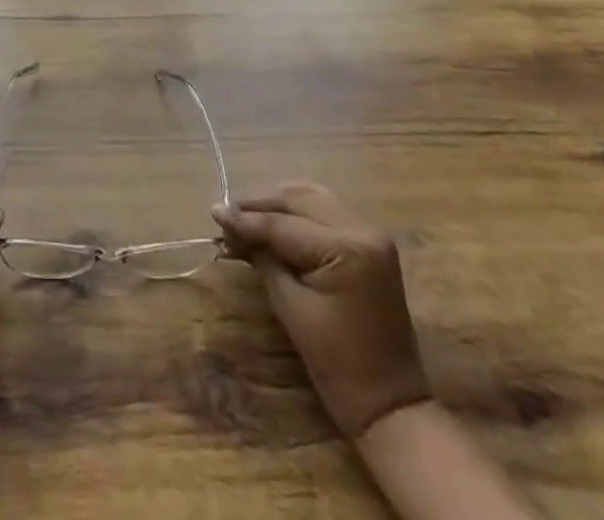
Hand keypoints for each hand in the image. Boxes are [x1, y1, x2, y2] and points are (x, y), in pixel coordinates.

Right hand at [215, 182, 431, 440]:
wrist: (390, 404)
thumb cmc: (337, 364)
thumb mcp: (291, 307)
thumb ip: (263, 259)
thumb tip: (231, 229)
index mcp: (347, 248)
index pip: (284, 224)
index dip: (245, 219)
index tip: (213, 212)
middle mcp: (363, 229)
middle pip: (300, 199)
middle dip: (261, 204)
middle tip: (227, 213)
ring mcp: (371, 233)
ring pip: (314, 198)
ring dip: (280, 203)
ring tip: (248, 214)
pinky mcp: (371, 243)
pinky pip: (328, 212)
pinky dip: (299, 212)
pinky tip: (276, 220)